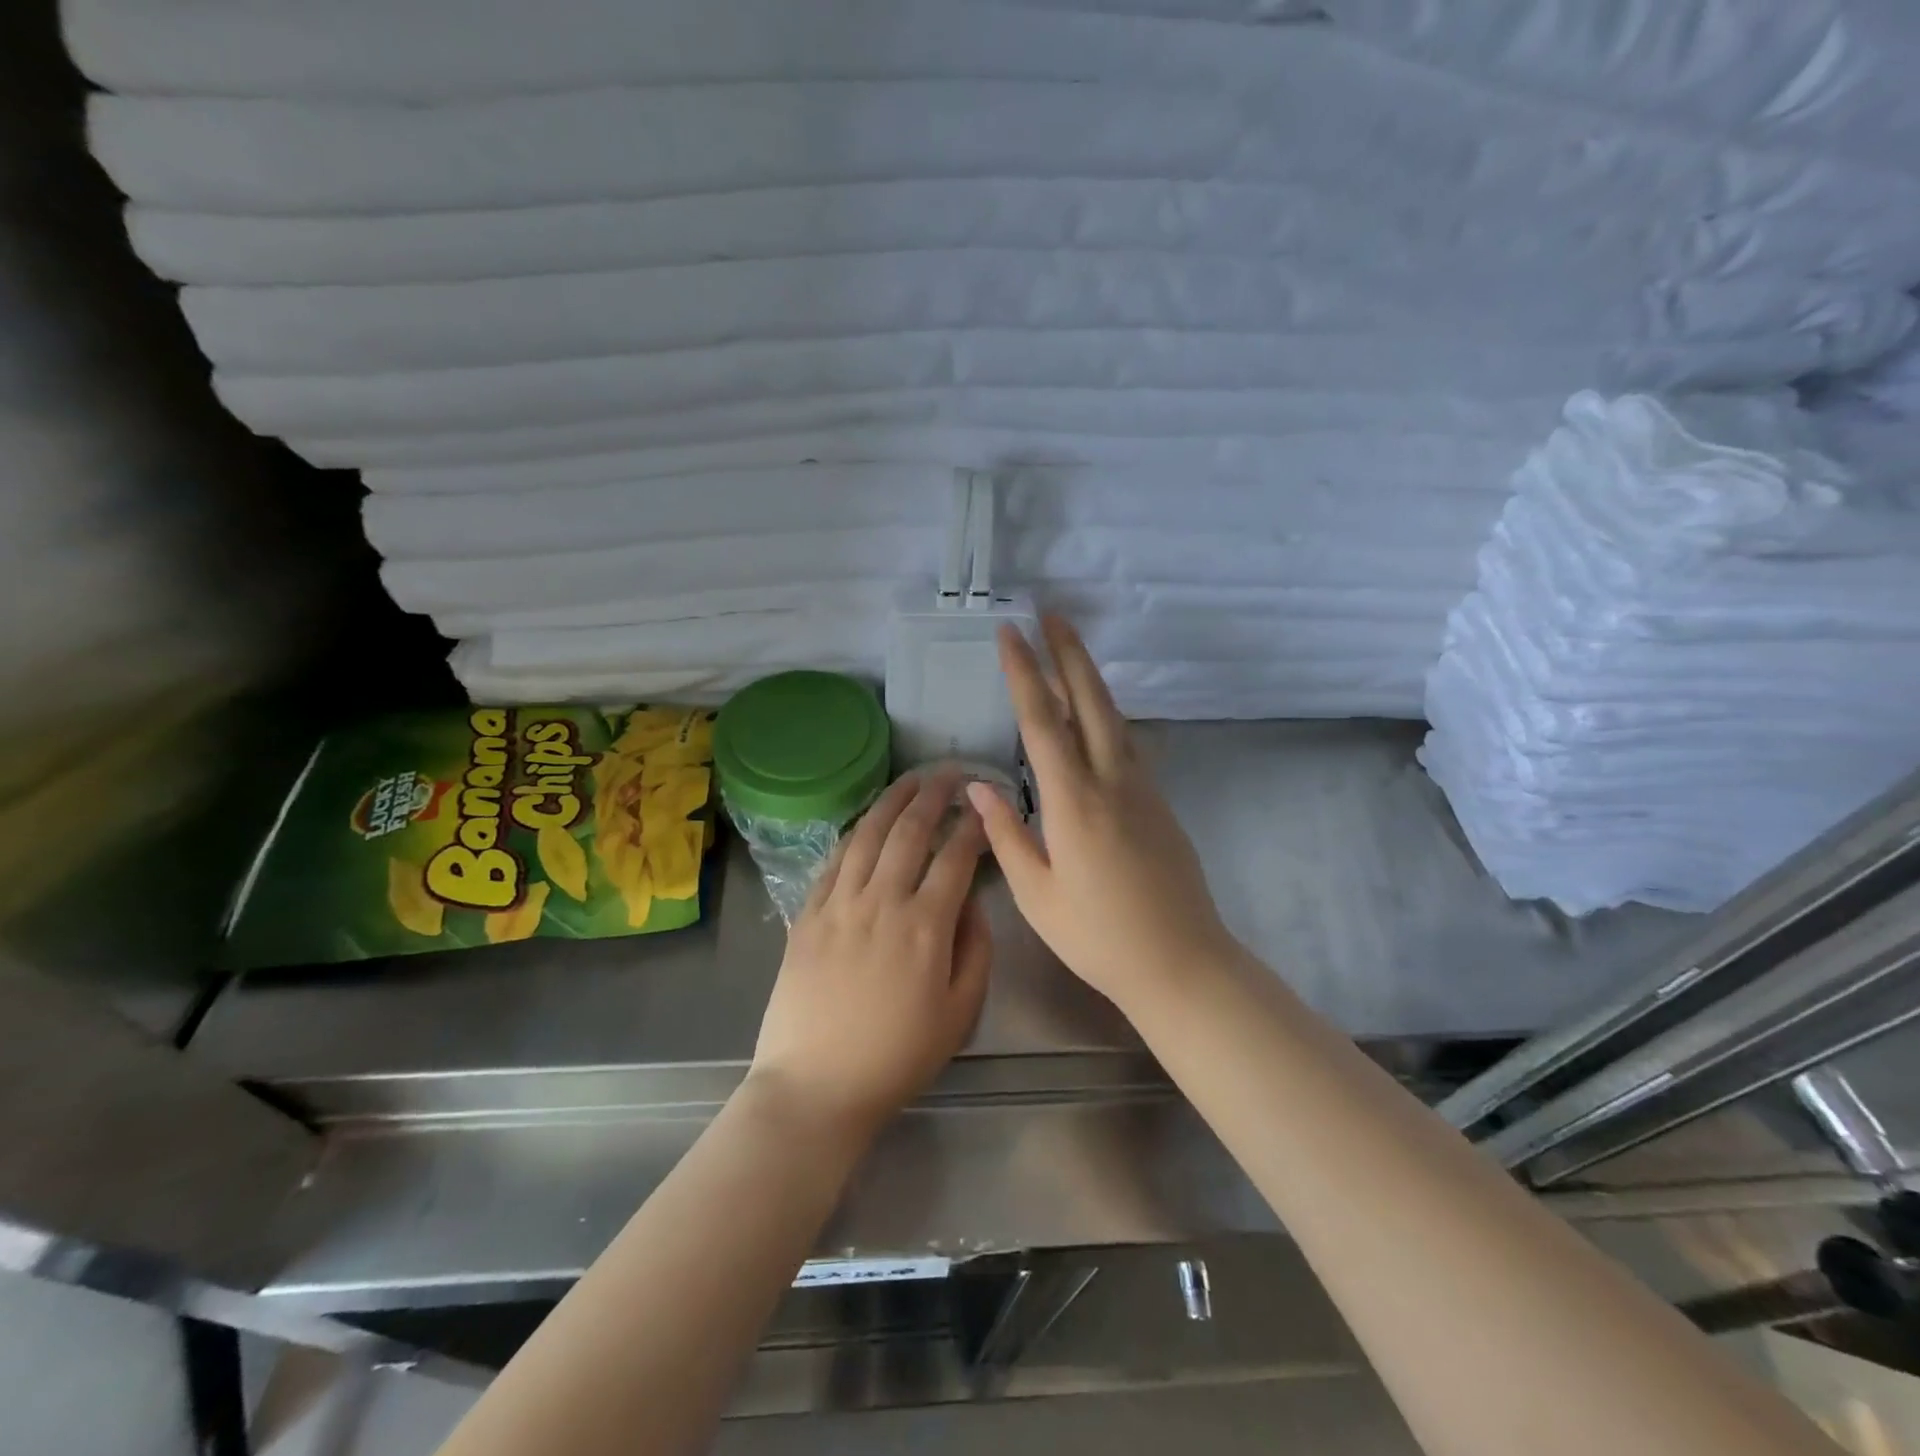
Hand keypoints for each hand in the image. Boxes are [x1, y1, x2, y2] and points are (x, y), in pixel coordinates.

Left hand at [747, 769, 990, 1144]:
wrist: (815, 1086)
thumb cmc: (896, 1057)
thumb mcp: (960, 1014)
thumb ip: (976, 950)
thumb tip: (972, 902)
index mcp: (926, 926)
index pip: (955, 857)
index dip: (973, 825)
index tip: (983, 804)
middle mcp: (882, 901)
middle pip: (910, 831)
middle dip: (934, 795)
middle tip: (950, 772)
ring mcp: (838, 904)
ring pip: (868, 835)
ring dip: (893, 800)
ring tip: (910, 779)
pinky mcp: (807, 914)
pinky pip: (833, 861)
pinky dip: (854, 833)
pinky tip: (866, 822)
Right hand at [969, 615, 1236, 1012]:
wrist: (1181, 962)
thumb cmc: (1098, 936)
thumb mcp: (1036, 893)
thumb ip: (1006, 834)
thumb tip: (977, 787)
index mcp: (1075, 801)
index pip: (1043, 722)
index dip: (1024, 673)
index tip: (1010, 634)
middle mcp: (1112, 781)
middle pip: (1091, 701)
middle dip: (1069, 653)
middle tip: (1052, 614)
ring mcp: (1143, 789)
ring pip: (1115, 718)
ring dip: (1091, 678)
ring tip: (1070, 651)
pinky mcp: (1160, 803)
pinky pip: (1127, 744)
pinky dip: (1106, 716)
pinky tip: (1094, 718)